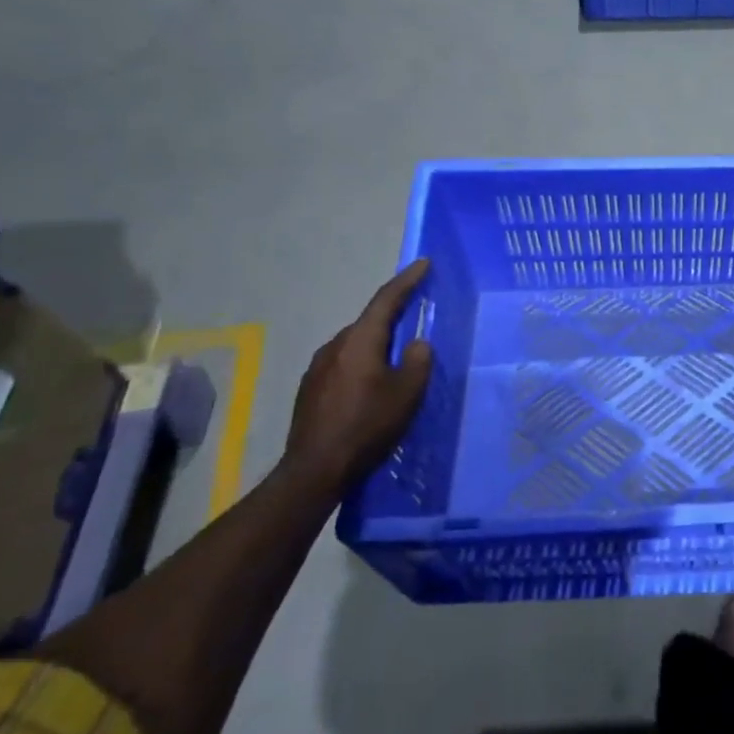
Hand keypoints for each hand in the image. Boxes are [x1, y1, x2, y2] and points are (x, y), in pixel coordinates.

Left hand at [284, 260, 432, 492]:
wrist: (314, 470)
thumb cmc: (367, 426)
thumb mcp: (407, 394)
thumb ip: (418, 361)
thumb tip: (417, 343)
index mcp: (360, 341)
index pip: (386, 300)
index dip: (407, 280)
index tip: (423, 263)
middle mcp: (335, 345)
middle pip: (369, 322)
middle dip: (393, 317)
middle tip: (417, 319)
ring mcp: (317, 367)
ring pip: (355, 344)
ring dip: (377, 345)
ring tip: (397, 361)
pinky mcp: (310, 389)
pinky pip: (343, 364)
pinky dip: (362, 364)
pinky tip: (371, 387)